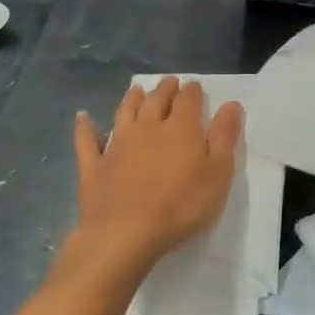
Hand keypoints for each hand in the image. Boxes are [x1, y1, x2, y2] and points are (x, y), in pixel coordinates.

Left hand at [72, 76, 242, 271]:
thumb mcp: (218, 173)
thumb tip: (231, 104)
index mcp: (180, 128)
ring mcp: (116, 144)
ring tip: (136, 90)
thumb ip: (225, 137)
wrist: (126, 232)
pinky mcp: (94, 165)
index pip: (188, 101)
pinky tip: (83, 117)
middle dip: (165, 89)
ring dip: (131, 99)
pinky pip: (87, 140)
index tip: (194, 85)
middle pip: (156, 101)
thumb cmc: (181, 205)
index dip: (192, 91)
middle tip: (169, 82)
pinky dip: (85, 127)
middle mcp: (147, 127)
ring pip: (125, 113)